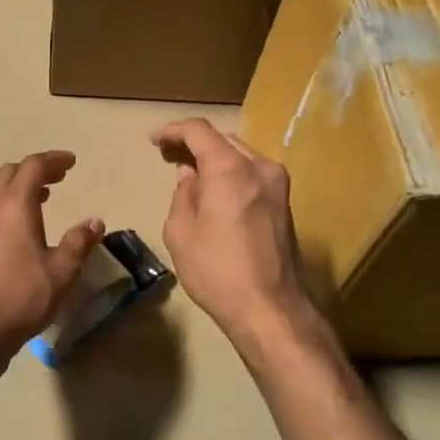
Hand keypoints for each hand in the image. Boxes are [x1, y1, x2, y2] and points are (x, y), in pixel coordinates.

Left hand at [0, 151, 103, 359]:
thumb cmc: (21, 298)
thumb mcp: (61, 273)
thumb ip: (78, 242)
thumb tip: (94, 221)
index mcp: (13, 207)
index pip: (32, 167)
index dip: (53, 160)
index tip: (71, 162)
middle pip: (10, 173)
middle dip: (35, 170)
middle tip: (59, 178)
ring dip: (19, 188)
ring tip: (42, 199)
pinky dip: (6, 206)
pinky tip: (19, 229)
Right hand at [152, 118, 314, 347]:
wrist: (270, 309)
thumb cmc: (217, 271)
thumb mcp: (181, 232)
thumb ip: (183, 195)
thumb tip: (190, 175)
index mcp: (230, 169)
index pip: (199, 131)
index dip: (173, 130)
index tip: (154, 140)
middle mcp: (259, 167)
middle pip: (222, 139)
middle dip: (194, 143)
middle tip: (168, 156)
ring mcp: (278, 184)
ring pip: (240, 155)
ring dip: (215, 157)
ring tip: (191, 173)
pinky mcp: (285, 203)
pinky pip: (252, 173)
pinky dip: (231, 172)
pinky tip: (216, 190)